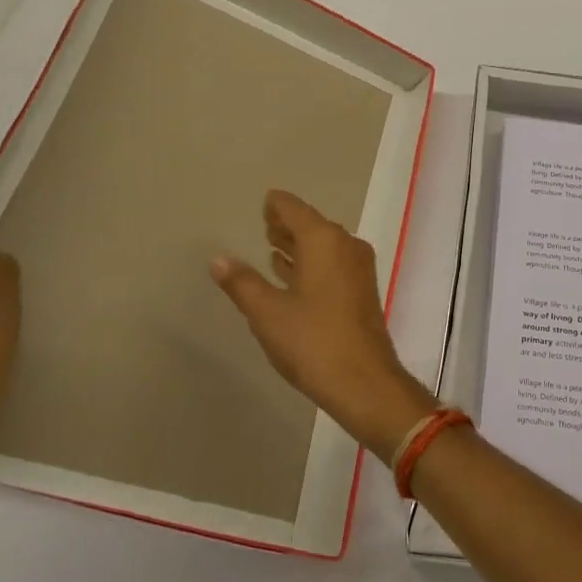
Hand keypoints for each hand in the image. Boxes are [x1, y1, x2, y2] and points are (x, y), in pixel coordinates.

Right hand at [210, 190, 437, 461]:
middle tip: (264, 221)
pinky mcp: (360, 291)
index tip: (264, 200)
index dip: (278, 205)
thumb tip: (219, 258)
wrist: (363, 381)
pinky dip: (311, 263)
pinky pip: (332, 264)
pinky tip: (292, 273)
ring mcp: (357, 269)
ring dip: (299, 244)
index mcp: (324, 241)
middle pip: (313, 225)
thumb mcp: (267, 312)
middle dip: (288, 224)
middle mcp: (345, 246)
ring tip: (272, 244)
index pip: (296, 210)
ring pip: (324, 246)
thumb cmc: (312, 341)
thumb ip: (242, 282)